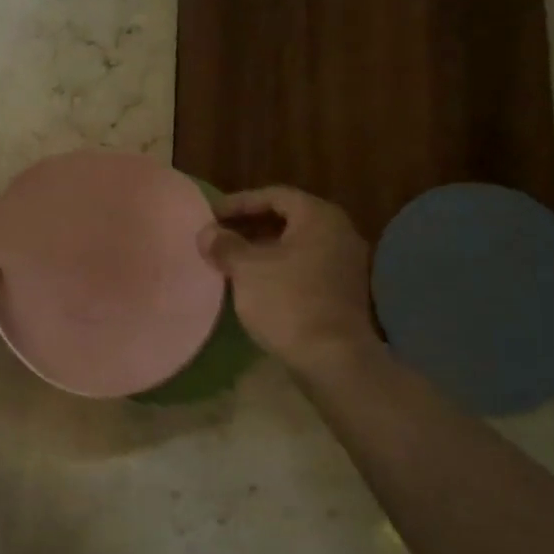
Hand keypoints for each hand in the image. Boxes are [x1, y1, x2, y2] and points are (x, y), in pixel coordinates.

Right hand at [197, 186, 376, 374]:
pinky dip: (279, 268)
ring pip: (297, 245)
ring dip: (264, 248)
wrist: (333, 357)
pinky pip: (305, 266)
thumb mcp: (247, 269)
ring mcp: (345, 263)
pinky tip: (256, 283)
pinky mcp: (343, 291)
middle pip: (288, 218)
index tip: (212, 215)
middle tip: (220, 235)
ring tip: (232, 259)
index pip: (275, 195)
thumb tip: (207, 233)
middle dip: (251, 225)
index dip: (240, 202)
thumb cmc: (288, 301)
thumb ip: (225, 245)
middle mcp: (339, 232)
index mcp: (318, 216)